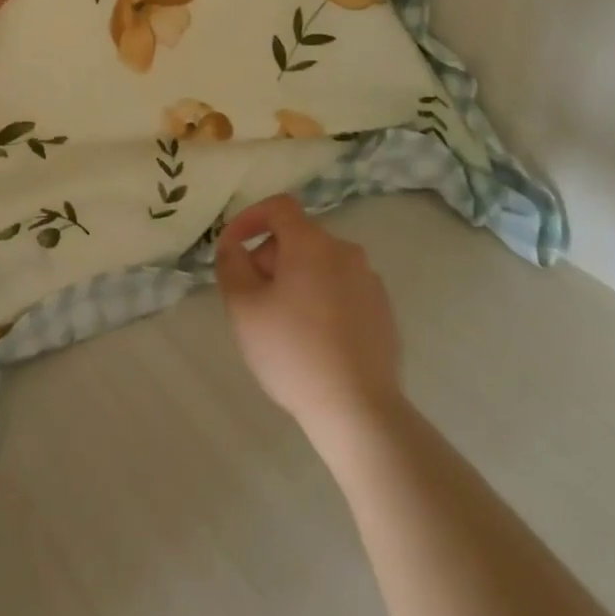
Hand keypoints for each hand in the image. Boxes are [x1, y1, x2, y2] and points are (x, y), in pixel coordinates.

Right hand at [214, 196, 402, 439]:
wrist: (358, 408)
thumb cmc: (292, 351)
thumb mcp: (243, 307)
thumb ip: (231, 265)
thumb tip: (234, 246)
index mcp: (311, 243)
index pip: (279, 207)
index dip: (250, 218)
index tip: (232, 246)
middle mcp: (345, 251)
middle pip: (298, 238)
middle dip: (269, 258)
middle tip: (251, 298)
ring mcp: (369, 281)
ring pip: (320, 265)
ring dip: (295, 280)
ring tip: (281, 323)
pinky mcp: (383, 311)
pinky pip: (342, 290)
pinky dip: (321, 300)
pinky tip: (313, 340)